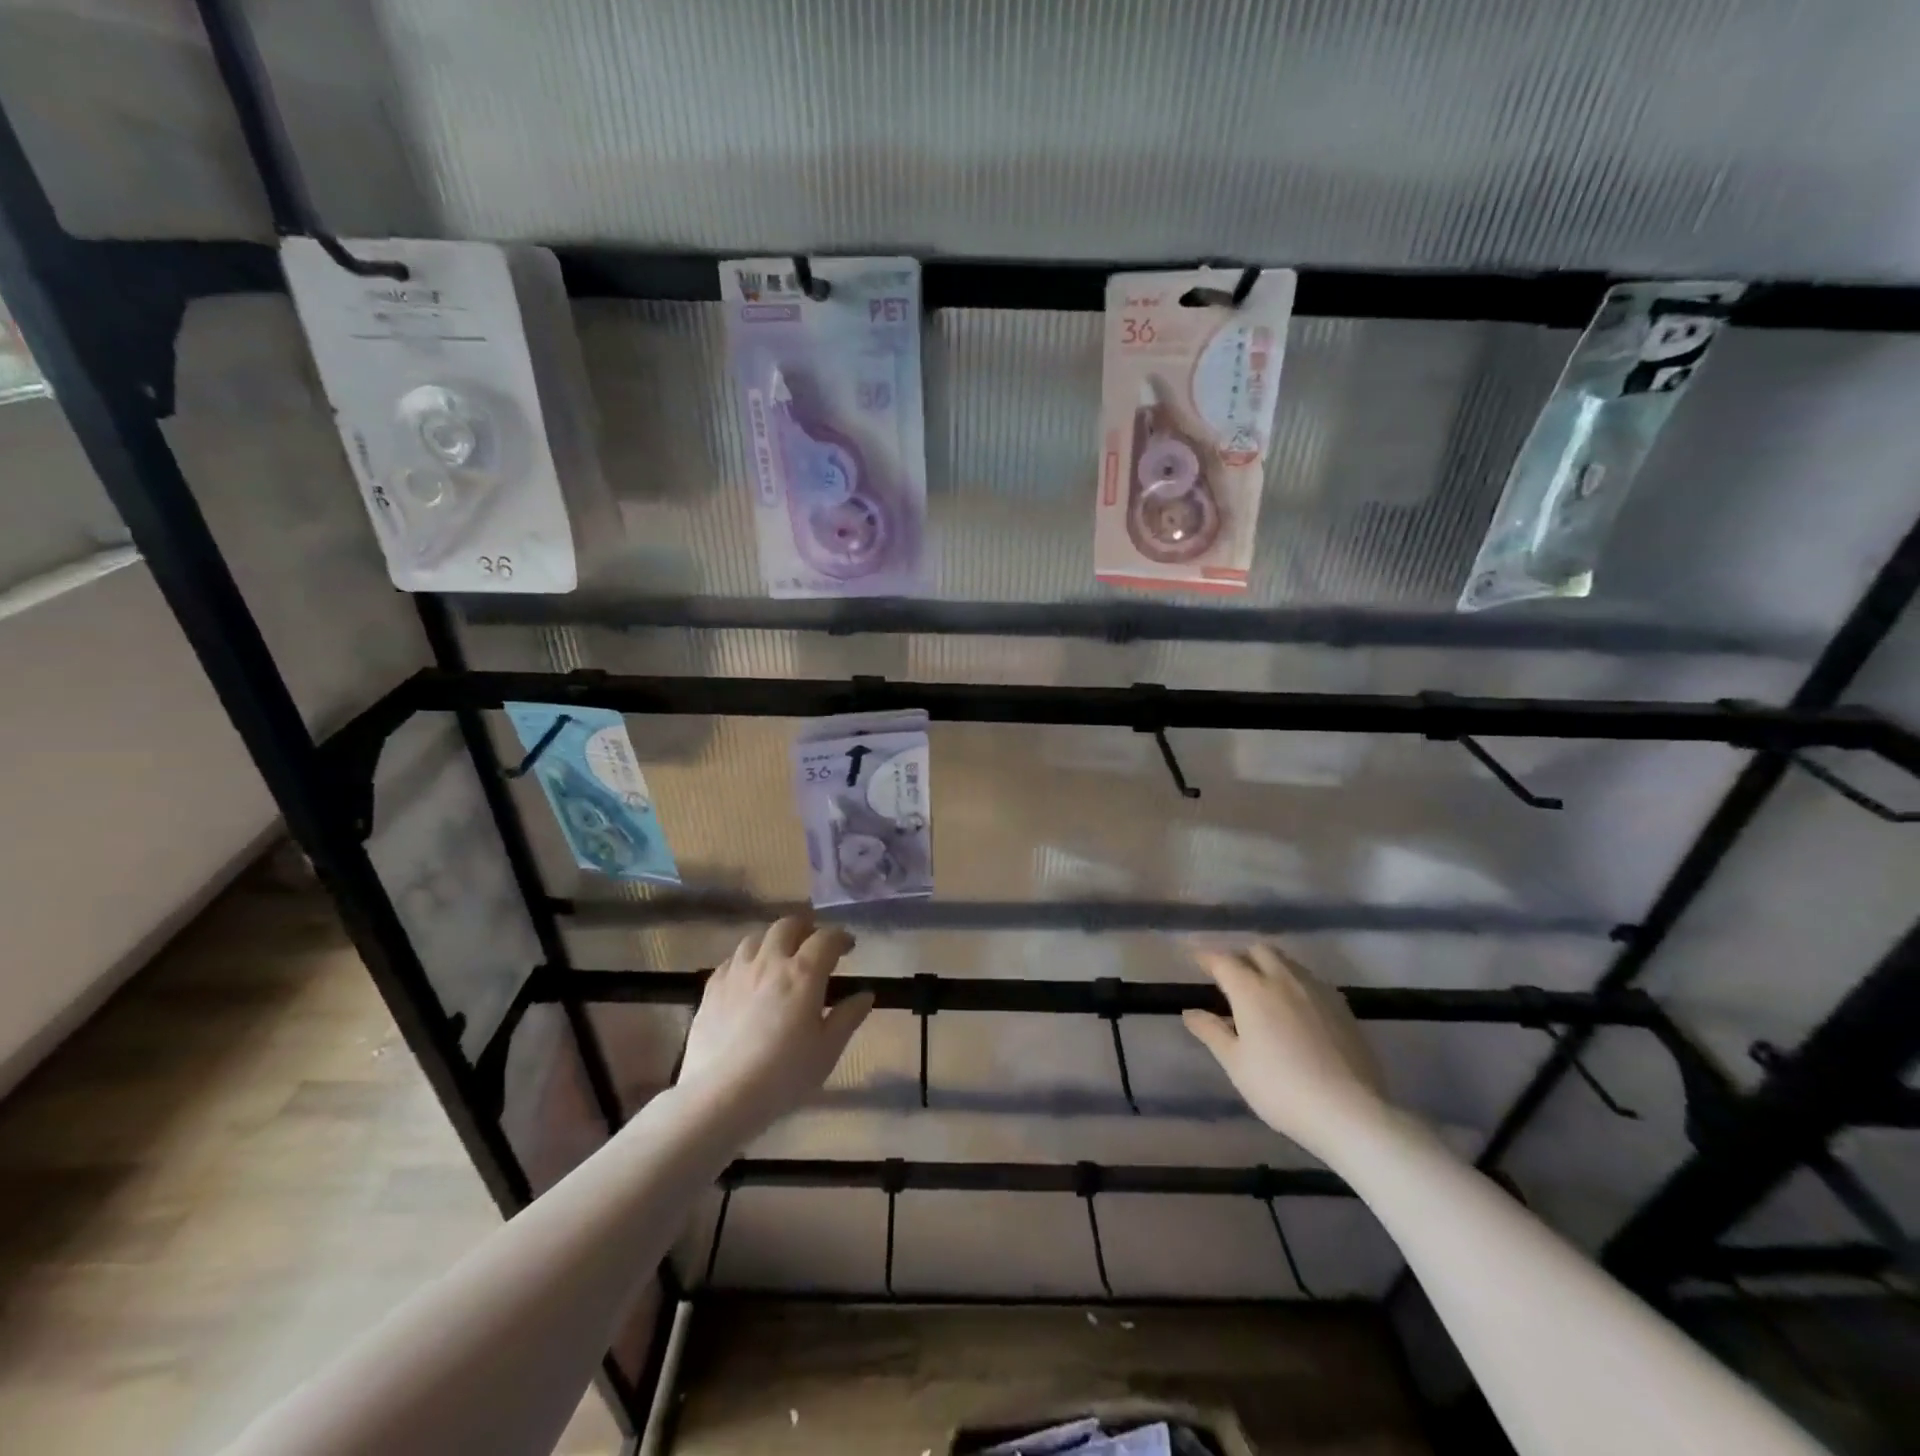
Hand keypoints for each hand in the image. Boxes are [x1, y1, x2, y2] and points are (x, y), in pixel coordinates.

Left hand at [676, 915, 873, 1132]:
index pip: (826, 938)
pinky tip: (749, 978)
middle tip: (813, 944)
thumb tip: (865, 995)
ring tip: (780, 957)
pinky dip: (747, 960)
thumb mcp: (827, 1050)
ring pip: (756, 937)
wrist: (720, 1096)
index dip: (840, 937)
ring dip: (774, 940)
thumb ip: (848, 1017)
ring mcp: (737, 972)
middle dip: (805, 928)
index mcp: (803, 973)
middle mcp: (769, 962)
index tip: (848, 947)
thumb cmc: (783, 1075)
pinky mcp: (712, 988)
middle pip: (788, 926)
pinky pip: (732, 960)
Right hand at [1182, 943, 1388, 1152]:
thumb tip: (1190, 1012)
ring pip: (1288, 962)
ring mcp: (1317, 990)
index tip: (1195, 959)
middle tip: (1231, 978)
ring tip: (1263, 992)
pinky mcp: (1342, 1007)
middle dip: (1241, 957)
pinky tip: (1297, 1010)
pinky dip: (1295, 985)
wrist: (1349, 1112)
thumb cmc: (1280, 1088)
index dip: (1206, 957)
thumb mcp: (1235, 1063)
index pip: (1222, 960)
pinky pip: (1312, 982)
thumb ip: (1211, 1032)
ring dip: (1270, 967)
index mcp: (1251, 989)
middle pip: (1259, 950)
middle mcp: (1284, 979)